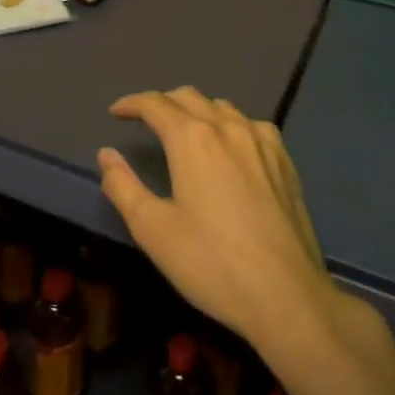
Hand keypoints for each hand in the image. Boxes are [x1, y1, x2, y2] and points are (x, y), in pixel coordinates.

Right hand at [98, 87, 342, 352]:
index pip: (155, 104)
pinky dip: (230, 125)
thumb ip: (123, 186)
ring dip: (197, 111)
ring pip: (223, 107)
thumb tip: (106, 154)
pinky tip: (231, 147)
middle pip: (189, 97)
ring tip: (185, 132)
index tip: (116, 113)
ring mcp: (262, 142)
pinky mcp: (285, 162)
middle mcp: (228, 128)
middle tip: (145, 120)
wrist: (287, 297)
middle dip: (162, 102)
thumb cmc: (212, 264)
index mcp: (192, 139)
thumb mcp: (153, 230)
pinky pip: (252, 125)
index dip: (131, 104)